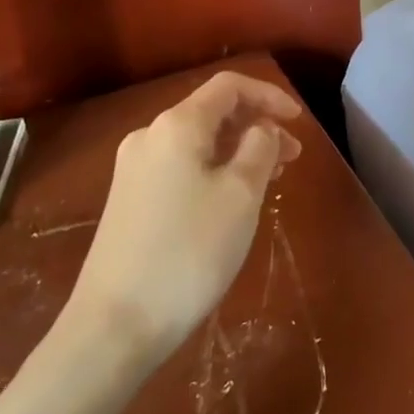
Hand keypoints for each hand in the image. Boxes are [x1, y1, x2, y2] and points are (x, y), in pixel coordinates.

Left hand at [64, 71, 302, 364]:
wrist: (114, 326)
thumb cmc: (189, 252)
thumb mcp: (241, 194)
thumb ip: (259, 147)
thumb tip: (261, 128)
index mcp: (177, 125)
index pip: (230, 87)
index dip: (269, 95)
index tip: (299, 122)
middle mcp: (150, 136)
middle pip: (213, 112)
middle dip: (257, 125)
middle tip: (292, 156)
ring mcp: (134, 169)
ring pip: (199, 142)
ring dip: (238, 149)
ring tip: (271, 178)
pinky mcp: (129, 200)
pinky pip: (182, 166)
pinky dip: (215, 169)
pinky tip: (233, 198)